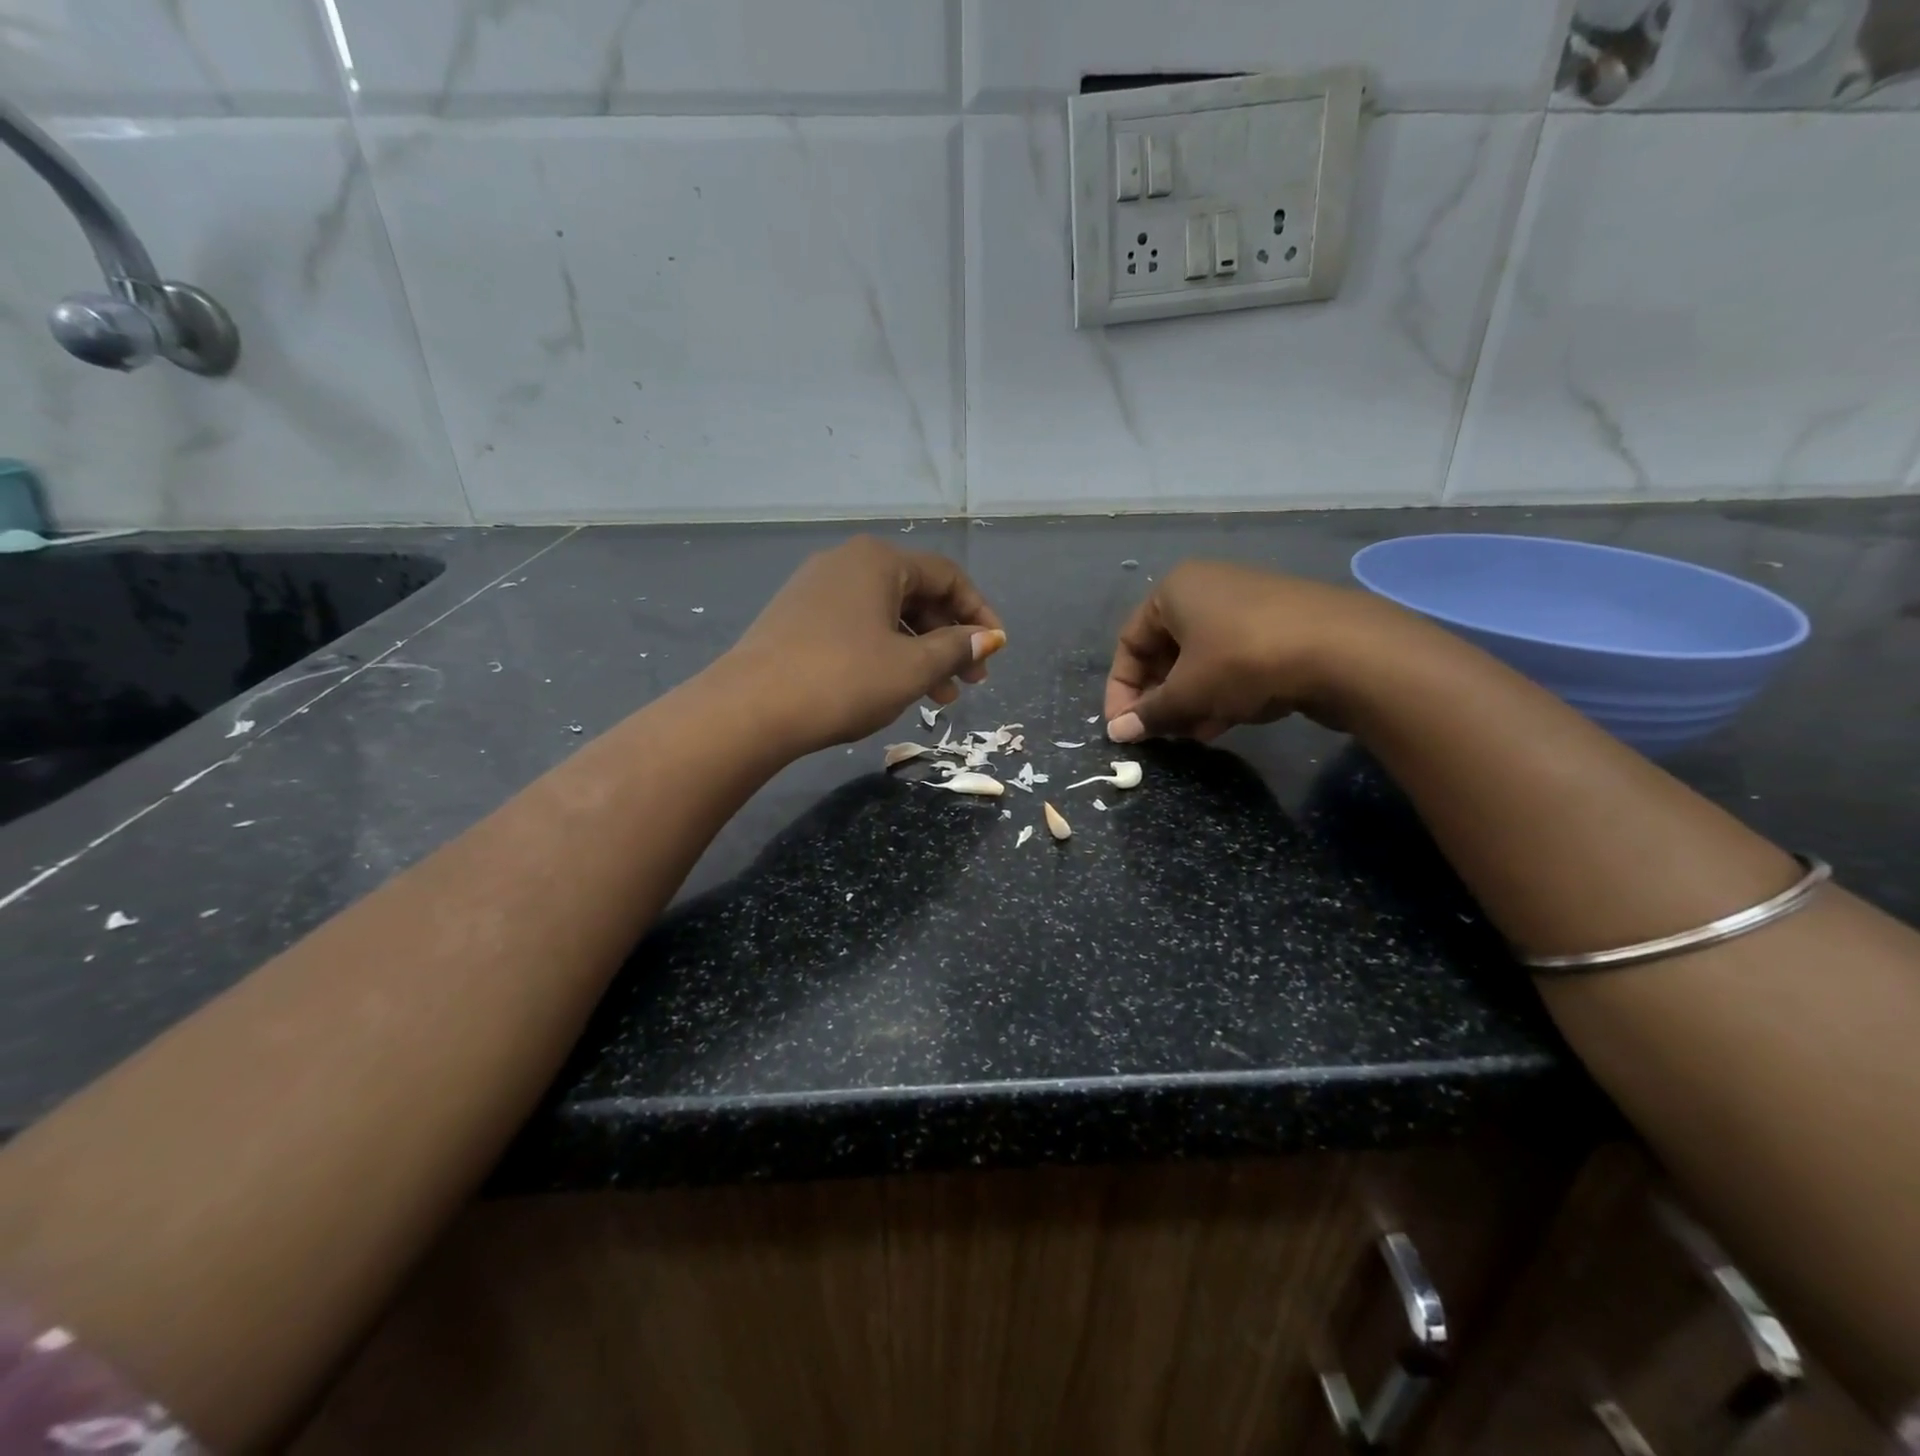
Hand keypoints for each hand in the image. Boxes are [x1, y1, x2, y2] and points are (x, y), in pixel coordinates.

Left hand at [724, 536, 1005, 753]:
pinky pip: (857, 627)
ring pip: (886, 615)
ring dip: (920, 652)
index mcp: (879, 561)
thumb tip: (989, 637)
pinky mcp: (796, 618)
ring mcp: (816, 589)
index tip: (996, 649)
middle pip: (916, 594)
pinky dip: (885, 652)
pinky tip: (895, 687)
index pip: (947, 576)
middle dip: (950, 638)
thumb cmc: (843, 679)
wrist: (750, 709)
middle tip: (970, 680)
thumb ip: (956, 648)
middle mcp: (847, 563)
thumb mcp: (912, 668)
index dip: (979, 613)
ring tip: (939, 696)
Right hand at [1103, 561, 1415, 741]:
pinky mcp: (1278, 627)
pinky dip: (1222, 691)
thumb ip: (1149, 712)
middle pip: (1166, 651)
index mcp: (1175, 590)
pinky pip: (1234, 661)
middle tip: (1160, 733)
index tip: (1124, 727)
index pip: (1130, 642)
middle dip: (1161, 697)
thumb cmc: (1244, 659)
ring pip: (1201, 660)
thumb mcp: (1188, 691)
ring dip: (1191, 701)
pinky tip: (1225, 722)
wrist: (1344, 649)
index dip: (1121, 689)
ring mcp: (1247, 606)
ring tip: (1194, 735)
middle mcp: (1207, 589)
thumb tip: (1117, 732)